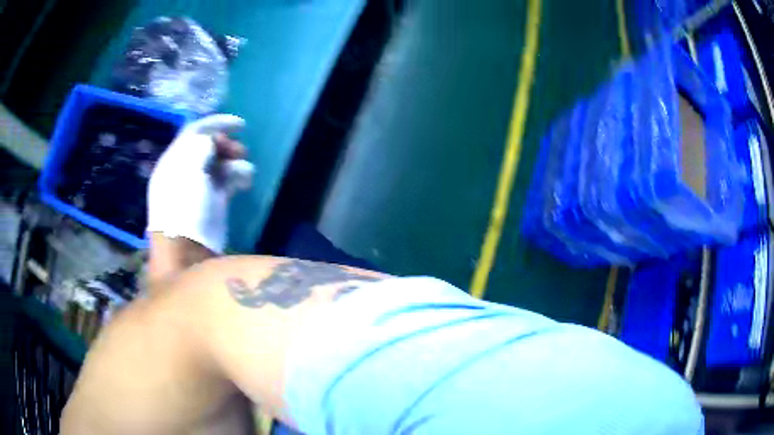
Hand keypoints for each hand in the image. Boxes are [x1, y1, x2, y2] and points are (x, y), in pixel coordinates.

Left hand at [147, 114, 253, 253]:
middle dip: (226, 144)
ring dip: (234, 161)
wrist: (187, 249)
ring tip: (244, 169)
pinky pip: (228, 181)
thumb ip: (200, 145)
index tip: (240, 125)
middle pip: (208, 147)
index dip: (217, 123)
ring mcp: (200, 187)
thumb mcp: (188, 167)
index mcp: (174, 159)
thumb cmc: (183, 205)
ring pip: (220, 163)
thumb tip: (212, 142)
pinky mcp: (214, 203)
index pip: (195, 131)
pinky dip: (238, 176)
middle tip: (240, 150)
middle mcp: (185, 171)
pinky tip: (245, 181)